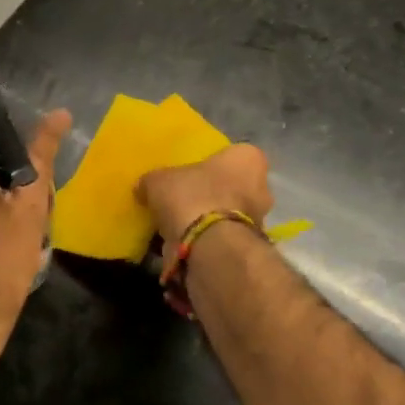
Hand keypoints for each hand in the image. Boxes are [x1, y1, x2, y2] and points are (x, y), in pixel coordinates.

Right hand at [136, 143, 272, 245]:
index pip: (233, 155)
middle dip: (213, 195)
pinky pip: (222, 241)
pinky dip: (206, 243)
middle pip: (234, 187)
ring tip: (179, 228)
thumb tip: (143, 188)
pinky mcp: (247, 249)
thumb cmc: (191, 196)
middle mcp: (262, 188)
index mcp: (247, 159)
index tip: (192, 173)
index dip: (212, 164)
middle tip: (185, 201)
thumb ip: (153, 181)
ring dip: (209, 221)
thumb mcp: (159, 180)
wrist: (208, 246)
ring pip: (229, 216)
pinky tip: (182, 247)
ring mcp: (258, 221)